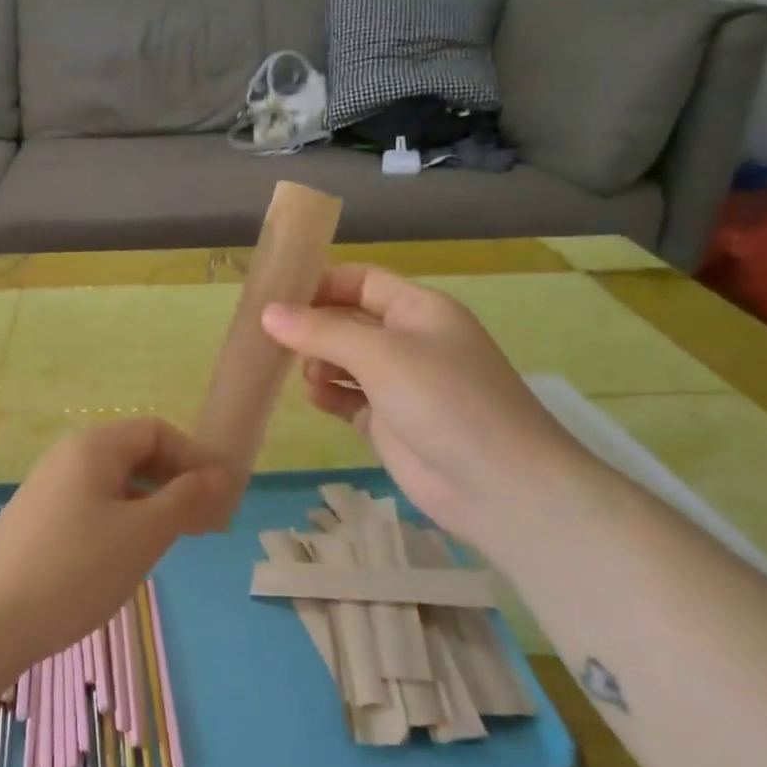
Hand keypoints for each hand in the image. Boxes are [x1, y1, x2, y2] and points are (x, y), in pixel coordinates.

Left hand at [0, 418, 227, 670]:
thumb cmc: (76, 570)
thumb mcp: (142, 535)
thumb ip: (184, 500)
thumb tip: (217, 475)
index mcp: (93, 447)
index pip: (155, 430)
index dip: (191, 456)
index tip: (218, 496)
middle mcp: (68, 456)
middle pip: (133, 453)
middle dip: (173, 481)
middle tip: (202, 523)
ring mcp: (48, 488)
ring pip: (113, 482)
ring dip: (150, 503)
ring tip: (171, 541)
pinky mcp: (37, 519)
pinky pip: (91, 504)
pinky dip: (121, 519)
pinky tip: (126, 555)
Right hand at [260, 265, 596, 555]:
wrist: (499, 486)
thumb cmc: (444, 400)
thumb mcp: (380, 355)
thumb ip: (321, 332)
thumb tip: (268, 313)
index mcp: (418, 309)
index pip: (362, 280)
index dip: (322, 282)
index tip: (277, 296)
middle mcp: (409, 341)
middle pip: (349, 320)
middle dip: (313, 325)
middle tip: (273, 339)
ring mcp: (400, 384)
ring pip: (345, 360)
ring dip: (319, 361)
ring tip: (306, 375)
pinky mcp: (390, 422)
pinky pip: (348, 398)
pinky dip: (329, 395)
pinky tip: (315, 398)